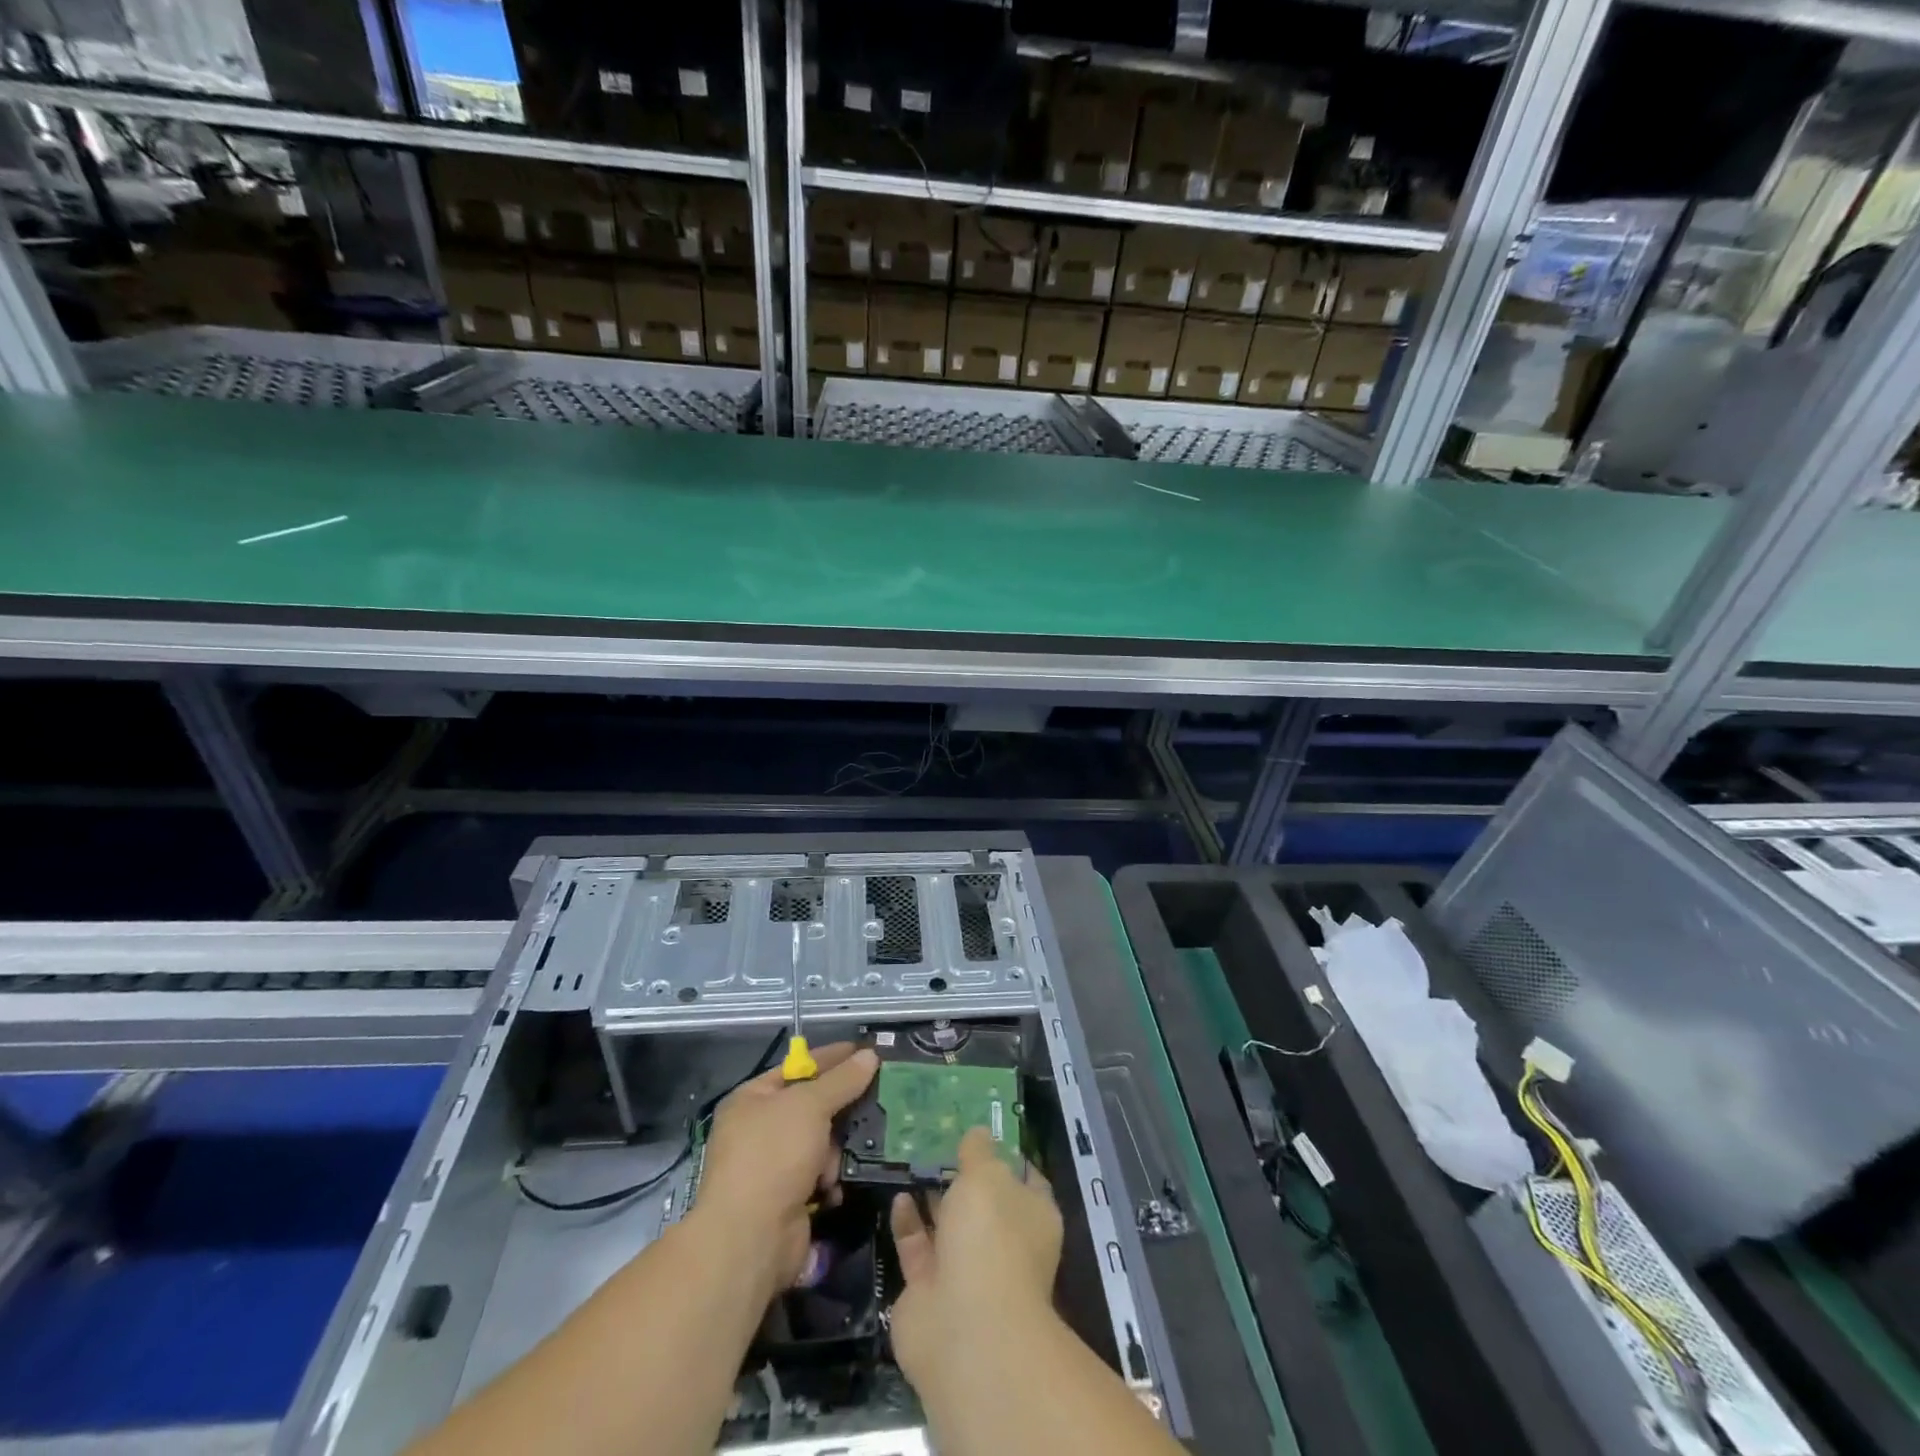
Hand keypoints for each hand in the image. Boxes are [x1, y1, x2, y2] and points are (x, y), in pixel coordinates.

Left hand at [693, 1043, 878, 1299]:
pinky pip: (818, 1175)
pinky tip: (834, 1187)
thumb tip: (869, 1055)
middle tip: (875, 1099)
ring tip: (842, 1157)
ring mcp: (771, 1166)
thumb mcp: (810, 1105)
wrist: (751, 1238)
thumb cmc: (774, 1155)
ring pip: (820, 1142)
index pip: (798, 1066)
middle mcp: (757, 1129)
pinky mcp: (787, 1198)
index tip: (866, 1052)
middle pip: (811, 1106)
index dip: (831, 1058)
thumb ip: (842, 1080)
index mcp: (752, 1098)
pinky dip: (830, 1179)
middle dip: (839, 1109)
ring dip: (834, 1151)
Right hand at [888, 1126, 1063, 1396]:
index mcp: (1032, 1216)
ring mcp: (967, 1270)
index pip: (1025, 1177)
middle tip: (936, 1139)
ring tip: (911, 1159)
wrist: (965, 1329)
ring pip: (948, 1225)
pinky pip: (919, 1247)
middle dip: (962, 1175)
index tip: (981, 1129)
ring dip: (932, 1197)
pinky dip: (908, 1223)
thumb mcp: (987, 1176)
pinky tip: (897, 1196)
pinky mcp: (930, 1290)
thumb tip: (978, 1133)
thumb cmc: (990, 1238)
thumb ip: (979, 1152)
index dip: (1006, 1154)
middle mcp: (1004, 1243)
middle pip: (983, 1201)